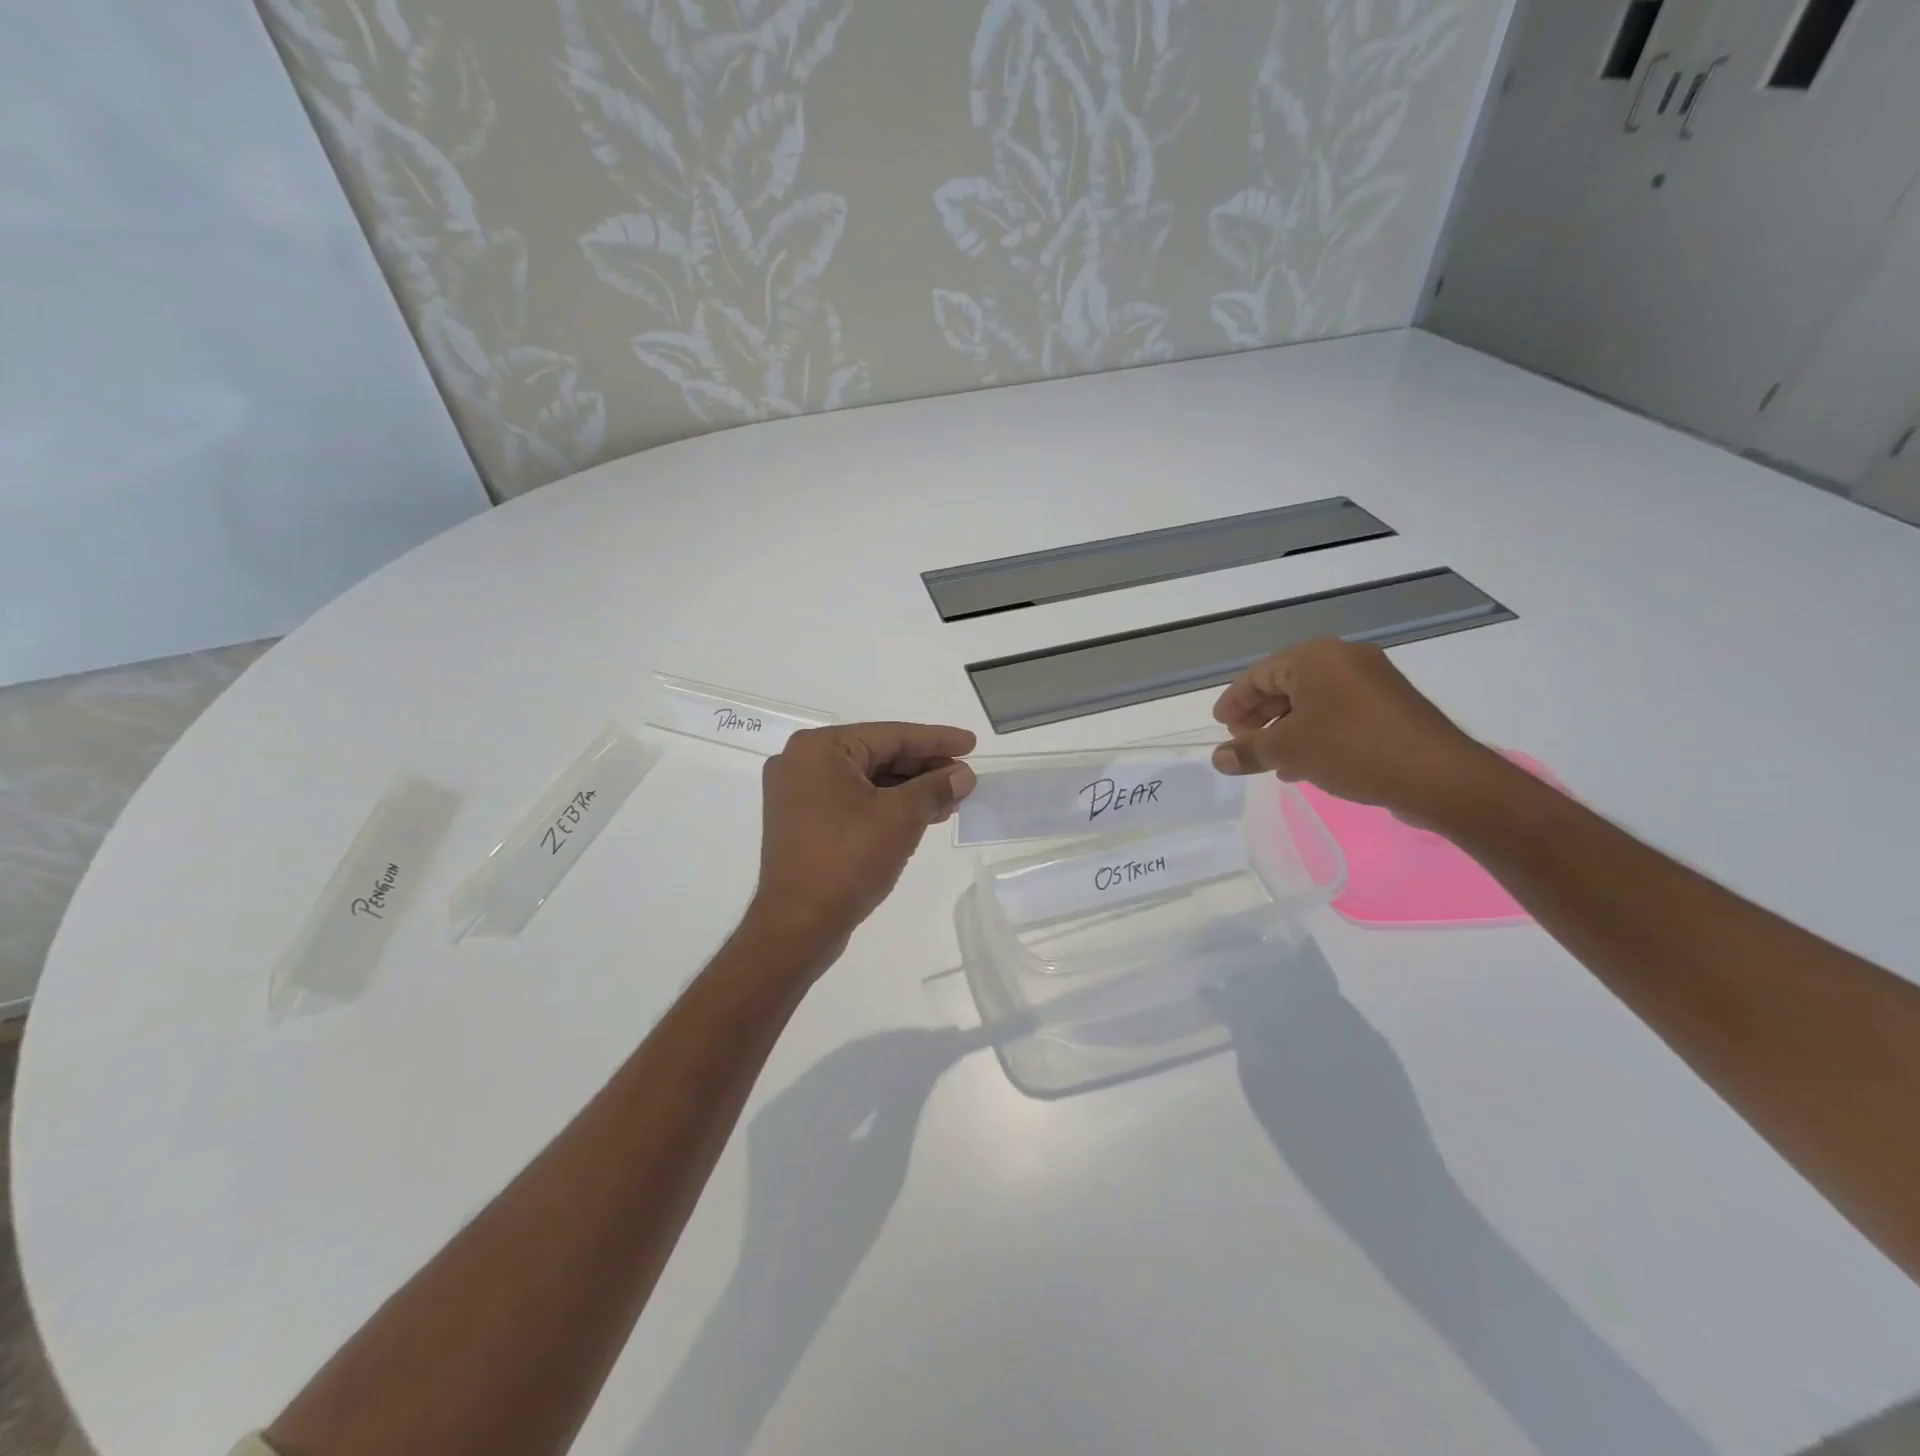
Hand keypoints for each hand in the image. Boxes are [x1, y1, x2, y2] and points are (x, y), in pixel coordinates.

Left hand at [747, 722, 976, 963]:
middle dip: (925, 767)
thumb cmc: (848, 859)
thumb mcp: (902, 817)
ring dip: (910, 789)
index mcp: (818, 749)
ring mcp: (798, 795)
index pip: (890, 735)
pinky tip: (922, 815)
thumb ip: (936, 788)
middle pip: (878, 755)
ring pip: (868, 781)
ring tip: (952, 798)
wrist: (798, 926)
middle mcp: (802, 763)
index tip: (972, 744)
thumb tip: (964, 775)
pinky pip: (854, 802)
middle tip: (965, 775)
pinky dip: (888, 806)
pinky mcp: (803, 823)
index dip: (936, 740)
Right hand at [1209, 638, 1498, 827]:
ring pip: (1313, 702)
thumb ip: (1248, 751)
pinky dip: (1315, 733)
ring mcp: (1372, 682)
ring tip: (1269, 759)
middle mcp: (1344, 659)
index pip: (1260, 674)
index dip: (1235, 701)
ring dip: (1286, 729)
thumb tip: (1218, 758)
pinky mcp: (1390, 707)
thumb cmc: (1351, 749)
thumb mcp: (1289, 750)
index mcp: (1316, 657)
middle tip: (1241, 741)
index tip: (1220, 726)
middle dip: (1260, 716)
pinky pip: (1338, 713)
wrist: (1437, 775)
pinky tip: (1304, 765)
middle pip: (1286, 684)